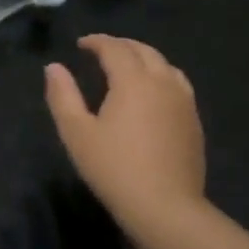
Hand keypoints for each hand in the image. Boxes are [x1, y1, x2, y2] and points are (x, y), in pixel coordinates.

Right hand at [45, 35, 206, 236]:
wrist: (165, 207)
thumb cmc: (113, 168)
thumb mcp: (76, 132)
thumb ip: (63, 95)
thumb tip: (54, 68)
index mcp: (133, 82)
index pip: (115, 49)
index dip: (97, 42)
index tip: (81, 44)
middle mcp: (163, 84)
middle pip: (145, 51)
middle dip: (122, 45)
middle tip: (101, 49)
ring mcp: (184, 103)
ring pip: (166, 66)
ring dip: (144, 58)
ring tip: (127, 66)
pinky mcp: (194, 122)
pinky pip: (178, 85)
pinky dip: (160, 76)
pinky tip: (151, 93)